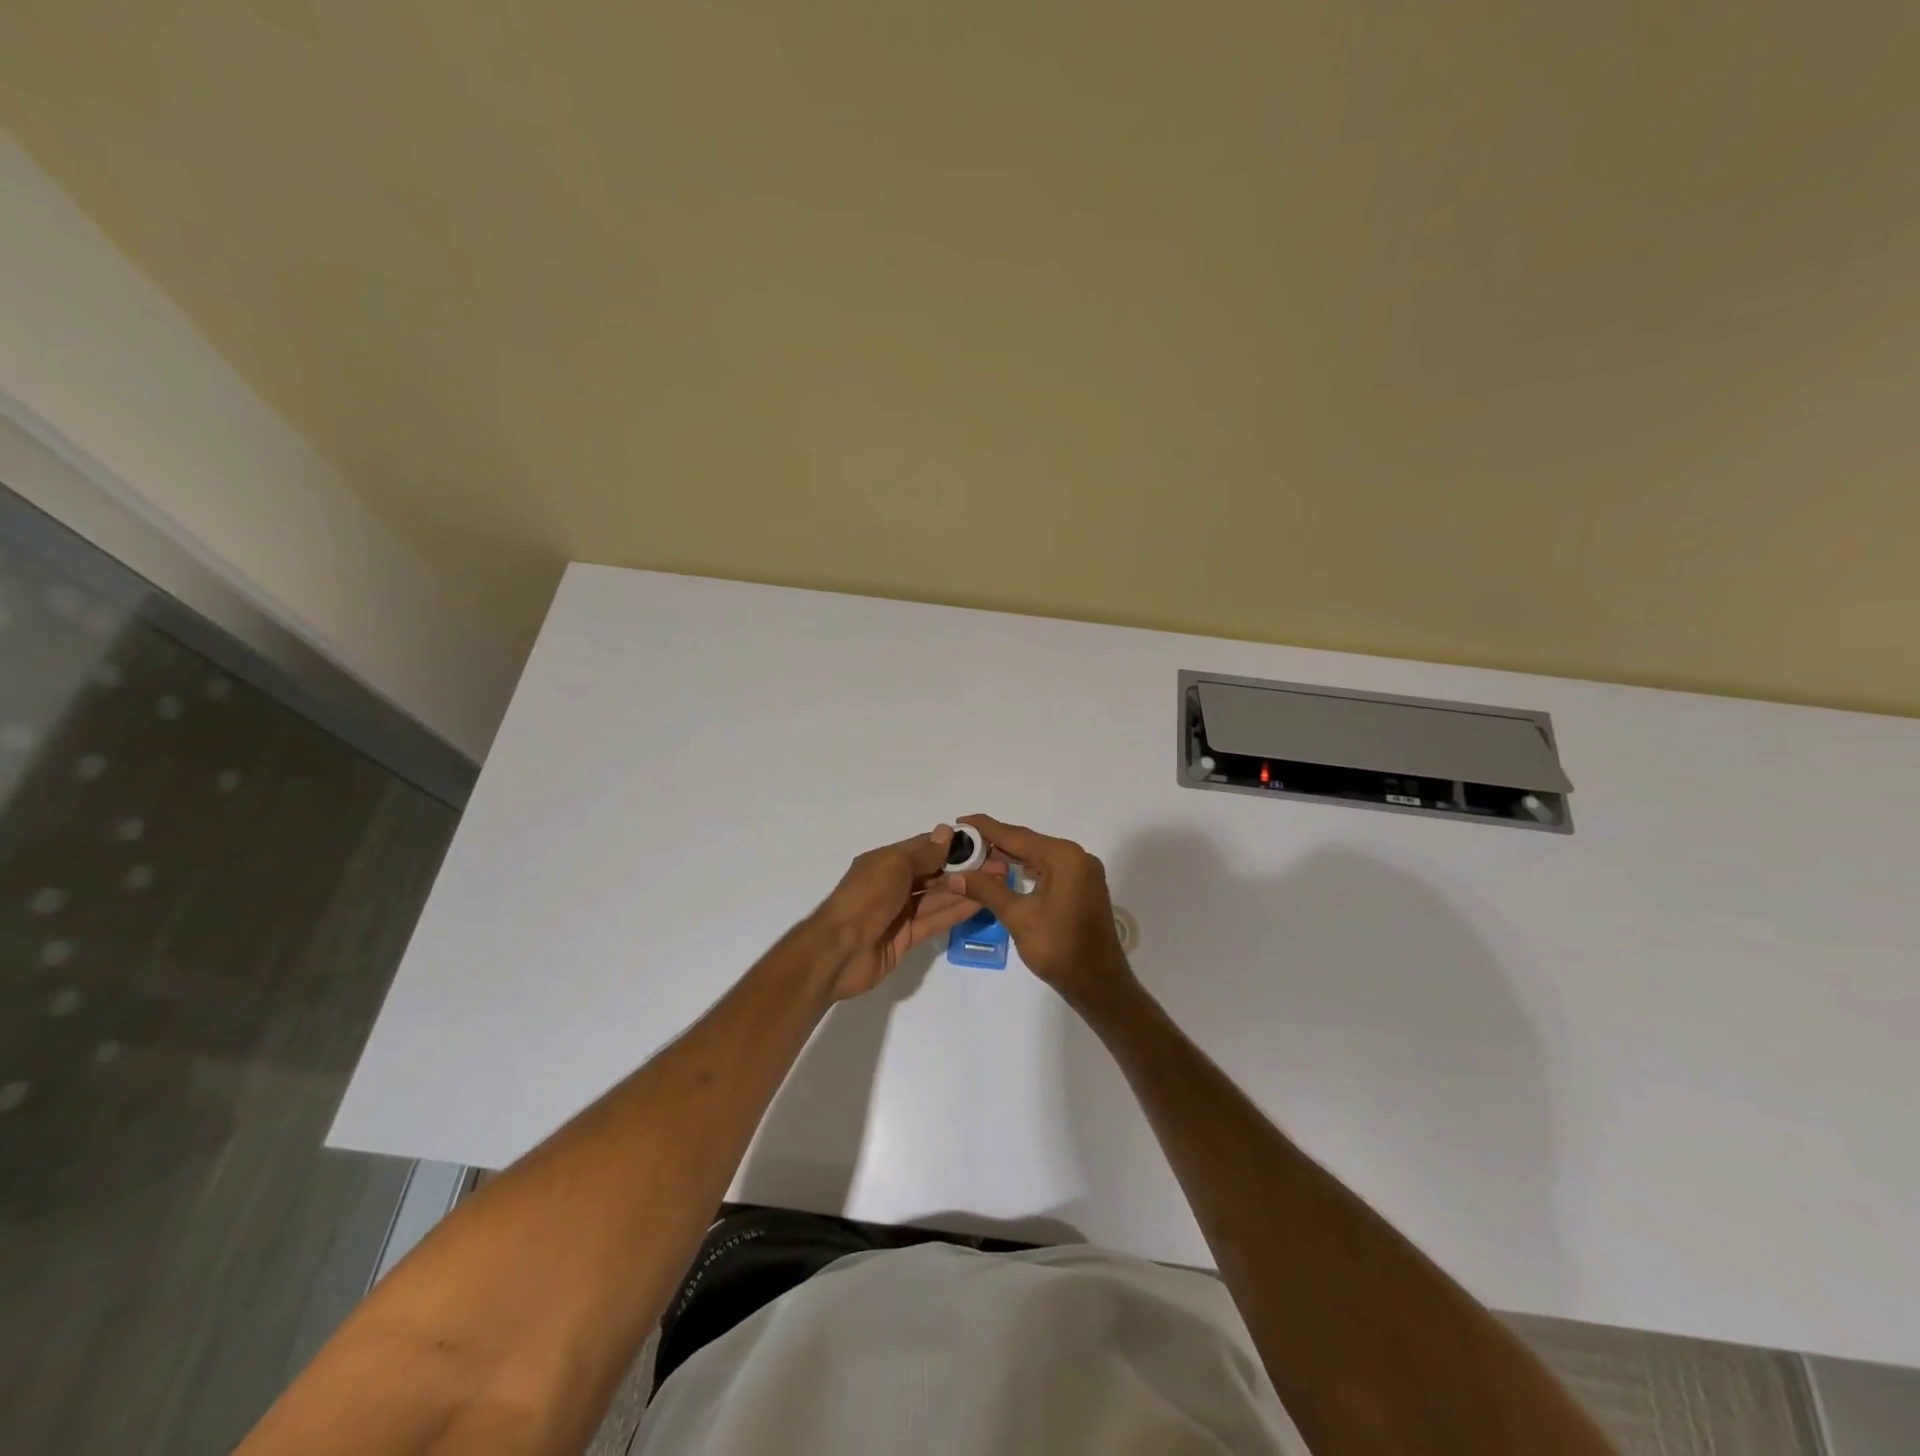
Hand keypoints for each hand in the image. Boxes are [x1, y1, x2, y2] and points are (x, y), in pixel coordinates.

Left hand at [805, 825, 982, 999]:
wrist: (838, 952)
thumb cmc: (865, 899)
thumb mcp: (893, 866)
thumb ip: (923, 853)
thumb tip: (947, 832)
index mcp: (886, 862)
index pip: (925, 848)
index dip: (952, 846)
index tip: (982, 844)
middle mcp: (894, 884)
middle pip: (934, 873)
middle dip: (964, 869)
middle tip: (997, 866)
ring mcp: (900, 912)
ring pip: (938, 897)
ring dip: (965, 889)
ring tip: (996, 883)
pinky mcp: (906, 938)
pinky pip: (935, 920)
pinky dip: (956, 911)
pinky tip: (980, 903)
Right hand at [945, 815, 1138, 1016]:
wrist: (1099, 984)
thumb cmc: (1059, 948)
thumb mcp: (1018, 916)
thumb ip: (986, 890)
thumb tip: (954, 876)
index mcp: (1064, 856)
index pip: (1016, 835)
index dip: (985, 828)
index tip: (960, 821)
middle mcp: (1077, 856)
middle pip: (1028, 843)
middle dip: (995, 843)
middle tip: (963, 842)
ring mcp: (1083, 872)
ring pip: (1038, 857)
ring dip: (1010, 857)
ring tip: (978, 857)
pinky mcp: (1084, 887)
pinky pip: (1050, 869)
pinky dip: (1027, 870)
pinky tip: (1007, 874)